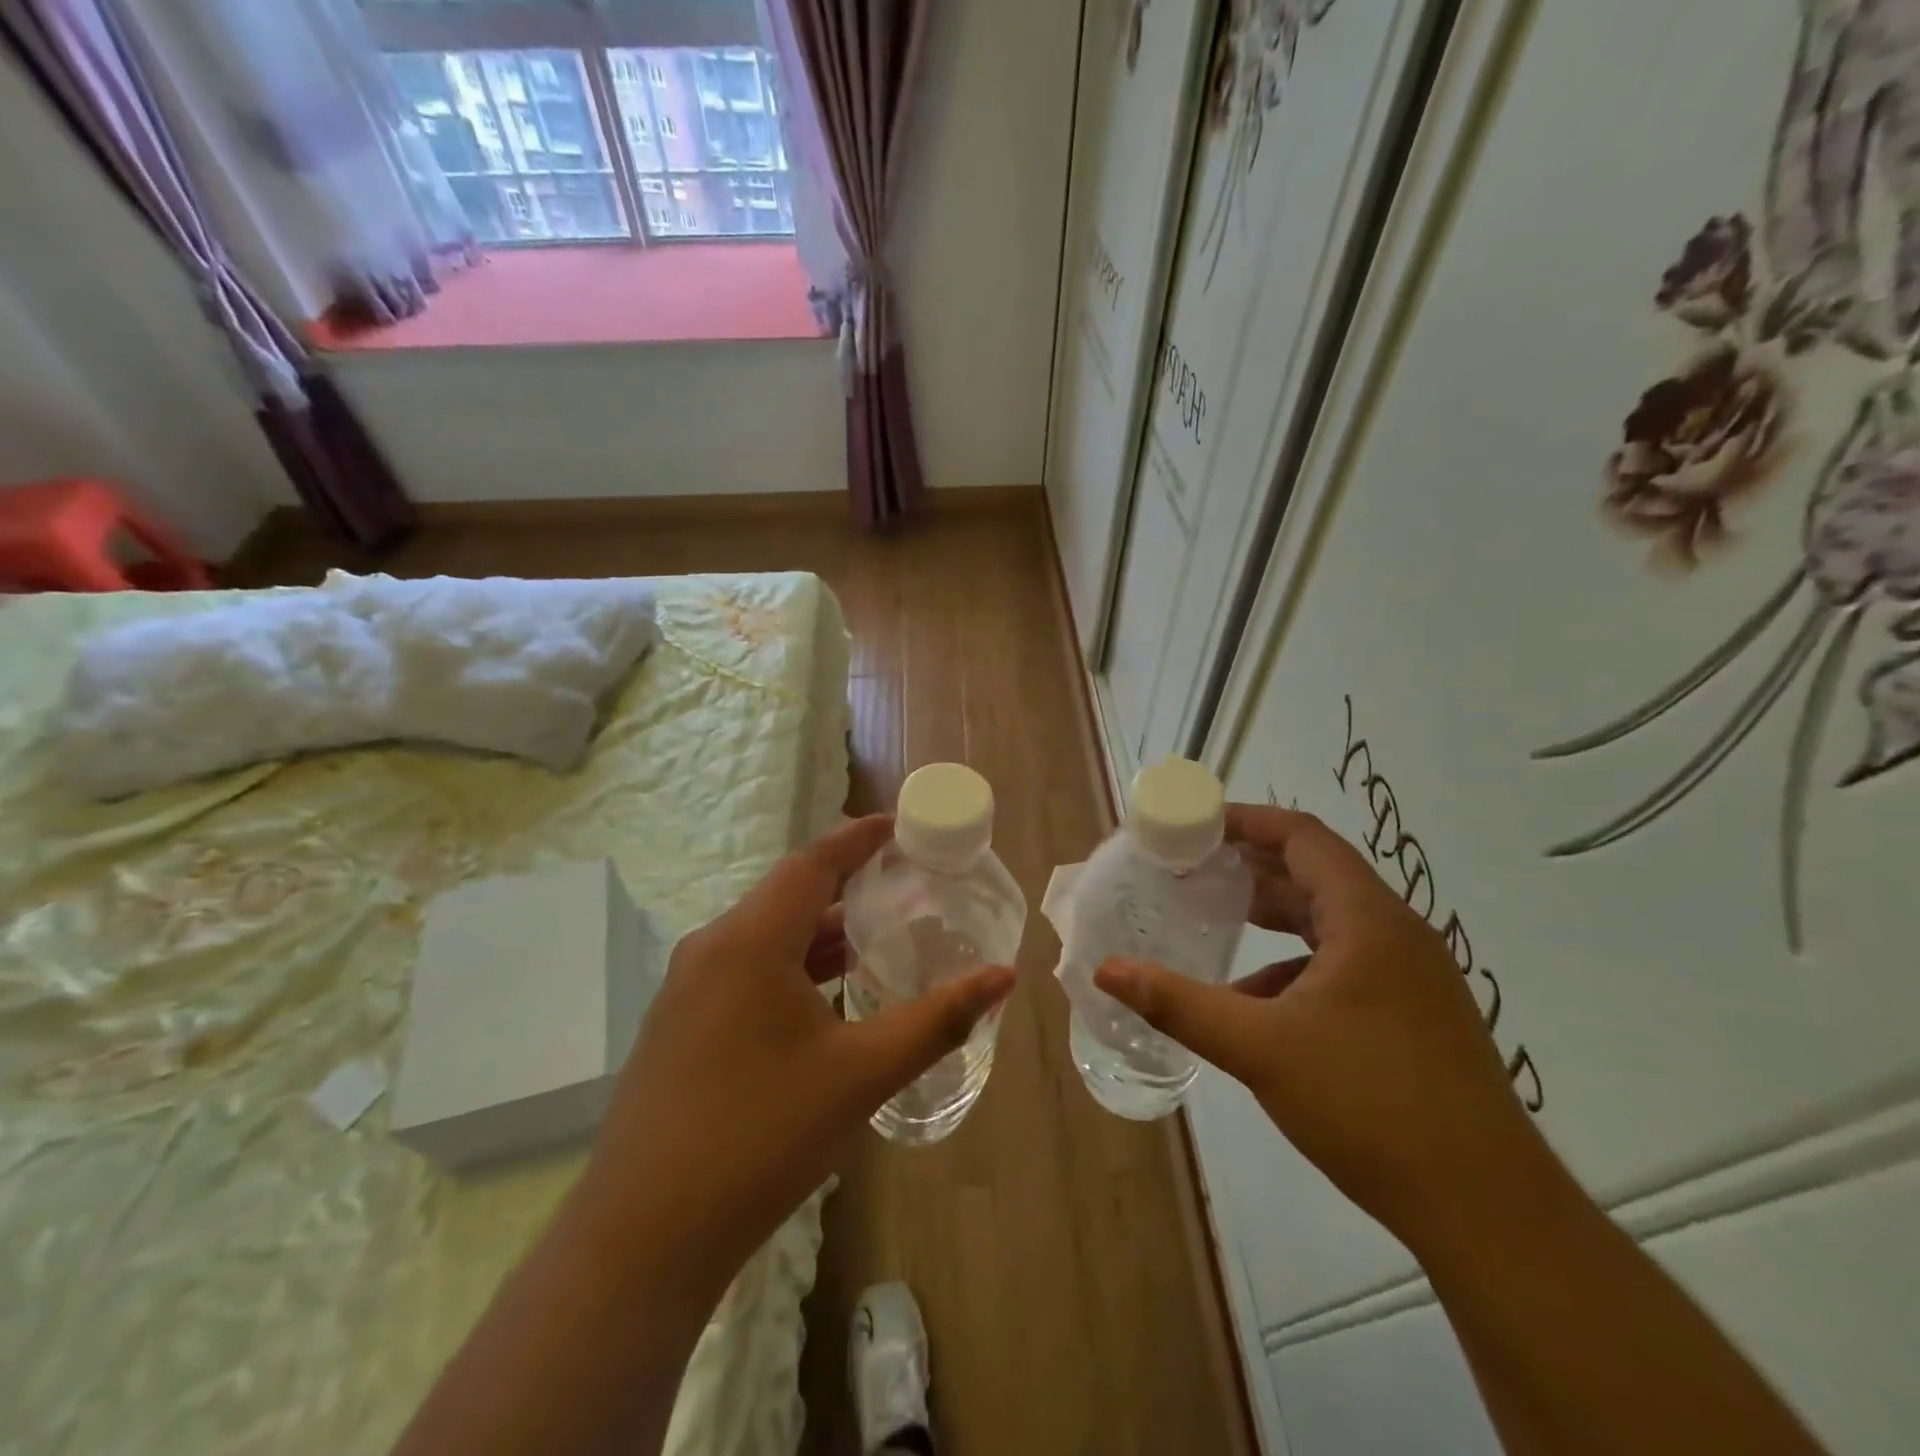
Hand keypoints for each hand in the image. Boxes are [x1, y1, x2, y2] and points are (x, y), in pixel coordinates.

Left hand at [576, 815, 1014, 1296]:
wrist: (644, 1235)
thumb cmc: (762, 1137)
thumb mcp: (862, 1074)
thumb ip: (936, 1020)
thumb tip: (1002, 977)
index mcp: (751, 940)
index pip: (813, 862)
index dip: (858, 838)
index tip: (899, 826)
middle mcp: (712, 947)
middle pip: (788, 893)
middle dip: (846, 883)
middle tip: (902, 883)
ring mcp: (687, 986)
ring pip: (765, 934)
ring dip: (819, 929)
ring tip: (876, 935)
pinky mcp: (679, 1023)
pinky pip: (745, 967)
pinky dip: (791, 963)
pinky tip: (823, 996)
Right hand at [1094, 804, 1546, 1243]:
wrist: (1487, 1211)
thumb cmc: (1370, 1105)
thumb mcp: (1260, 1048)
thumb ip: (1178, 1004)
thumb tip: (1106, 970)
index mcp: (1368, 920)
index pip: (1302, 836)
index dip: (1245, 820)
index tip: (1192, 825)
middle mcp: (1394, 934)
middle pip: (1314, 873)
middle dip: (1249, 866)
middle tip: (1189, 867)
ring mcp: (1409, 976)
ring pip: (1327, 921)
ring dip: (1271, 915)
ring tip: (1214, 917)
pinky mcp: (1410, 1014)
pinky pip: (1341, 965)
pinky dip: (1292, 966)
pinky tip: (1253, 1003)